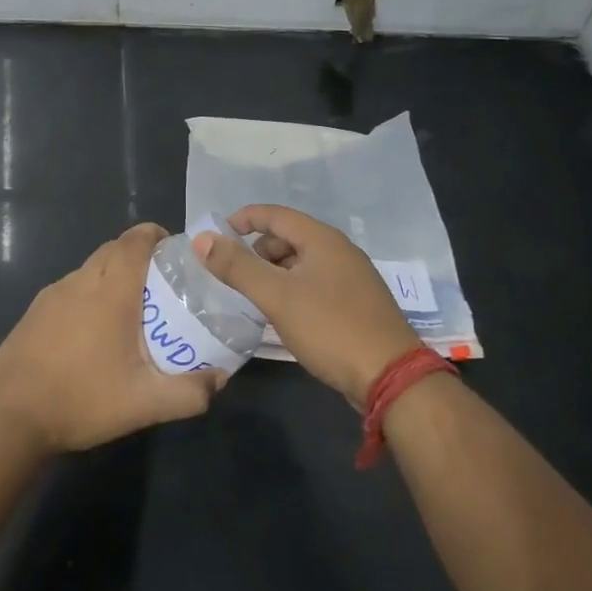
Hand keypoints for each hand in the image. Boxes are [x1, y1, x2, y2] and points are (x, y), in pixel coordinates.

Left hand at [0, 223, 223, 453]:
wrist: (9, 418)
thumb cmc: (81, 400)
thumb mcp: (145, 404)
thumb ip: (189, 393)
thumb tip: (221, 380)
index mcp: (110, 291)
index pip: (135, 240)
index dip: (156, 235)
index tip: (175, 251)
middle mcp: (80, 282)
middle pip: (113, 249)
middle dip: (139, 256)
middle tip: (161, 286)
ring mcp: (52, 295)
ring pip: (89, 269)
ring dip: (112, 276)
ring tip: (131, 311)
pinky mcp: (33, 312)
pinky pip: (70, 289)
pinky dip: (89, 295)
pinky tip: (93, 333)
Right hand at [194, 204, 420, 409]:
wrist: (390, 376)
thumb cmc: (330, 328)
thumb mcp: (277, 296)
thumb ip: (237, 267)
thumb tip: (202, 239)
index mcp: (322, 239)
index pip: (275, 215)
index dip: (243, 219)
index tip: (216, 235)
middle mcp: (339, 251)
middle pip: (289, 238)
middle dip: (257, 250)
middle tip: (233, 274)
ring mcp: (351, 278)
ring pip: (302, 263)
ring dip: (274, 273)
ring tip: (252, 297)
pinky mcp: (356, 304)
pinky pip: (315, 284)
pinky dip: (292, 289)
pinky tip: (282, 314)